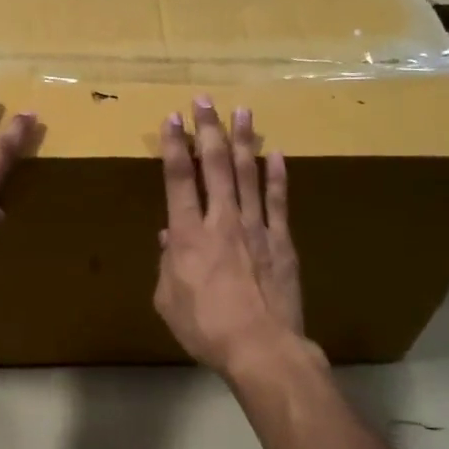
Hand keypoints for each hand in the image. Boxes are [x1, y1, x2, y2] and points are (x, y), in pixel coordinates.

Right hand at [153, 99, 307, 376]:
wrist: (260, 347)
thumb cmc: (204, 328)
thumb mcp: (167, 300)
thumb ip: (166, 264)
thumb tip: (169, 237)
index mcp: (187, 235)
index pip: (178, 179)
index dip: (173, 145)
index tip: (172, 118)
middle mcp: (221, 221)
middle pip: (213, 165)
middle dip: (207, 130)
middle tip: (204, 101)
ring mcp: (255, 228)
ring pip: (247, 174)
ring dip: (241, 141)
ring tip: (241, 111)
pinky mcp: (281, 241)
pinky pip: (278, 201)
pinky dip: (276, 175)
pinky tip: (275, 153)